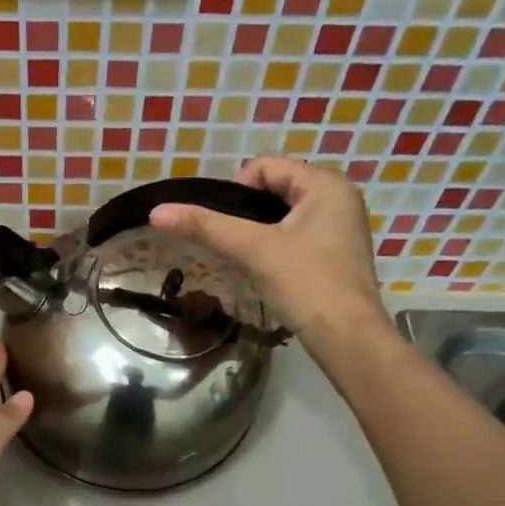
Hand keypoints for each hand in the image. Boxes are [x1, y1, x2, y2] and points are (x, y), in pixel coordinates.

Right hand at [150, 157, 388, 346]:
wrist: (347, 337)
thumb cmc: (305, 283)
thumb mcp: (252, 249)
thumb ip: (205, 226)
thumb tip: (156, 211)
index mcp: (325, 184)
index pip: (264, 167)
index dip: (235, 192)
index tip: (229, 229)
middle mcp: (339, 197)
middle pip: (274, 190)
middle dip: (247, 215)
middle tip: (237, 247)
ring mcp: (341, 227)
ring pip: (283, 216)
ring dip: (260, 233)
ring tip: (249, 260)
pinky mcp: (337, 255)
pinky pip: (296, 236)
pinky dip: (276, 248)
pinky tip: (269, 272)